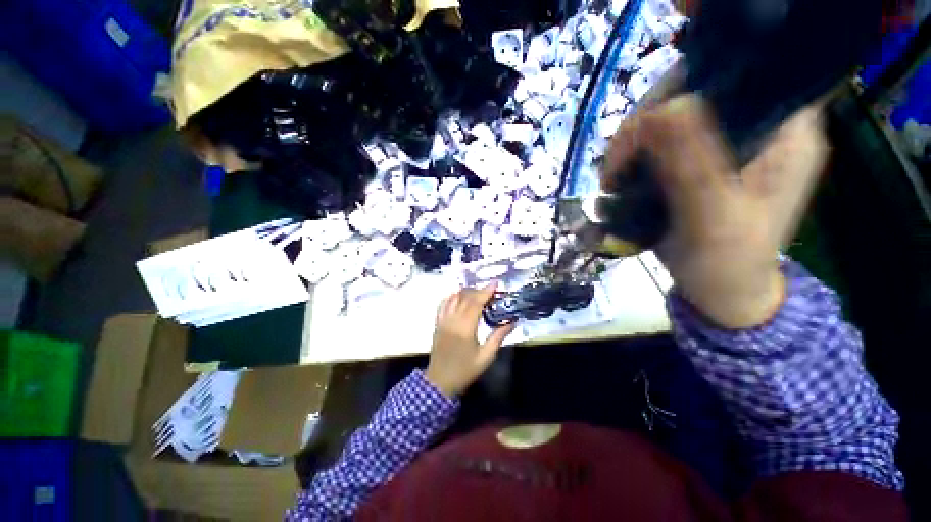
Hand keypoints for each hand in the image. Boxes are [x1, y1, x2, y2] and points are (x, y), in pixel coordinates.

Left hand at [425, 282, 515, 396]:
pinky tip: (458, 296)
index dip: (486, 291)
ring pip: (454, 298)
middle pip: (465, 297)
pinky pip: (443, 304)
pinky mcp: (438, 323)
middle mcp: (453, 320)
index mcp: (465, 328)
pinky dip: (452, 296)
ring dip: (466, 291)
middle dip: (479, 290)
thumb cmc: (465, 370)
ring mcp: (443, 320)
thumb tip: (512, 322)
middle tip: (491, 291)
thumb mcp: (486, 357)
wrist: (440, 382)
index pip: (476, 303)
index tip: (495, 283)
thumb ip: (498, 337)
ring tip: (477, 293)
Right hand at [602, 95, 829, 328]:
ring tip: (614, 179)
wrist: (722, 292)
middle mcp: (760, 126)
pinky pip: (661, 142)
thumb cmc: (728, 263)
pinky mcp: (701, 161)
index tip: (641, 130)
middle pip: (694, 93)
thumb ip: (693, 165)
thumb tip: (661, 110)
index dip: (681, 88)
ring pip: (671, 118)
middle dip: (646, 125)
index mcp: (785, 130)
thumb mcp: (713, 217)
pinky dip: (635, 156)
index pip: (736, 74)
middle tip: (616, 165)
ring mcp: (727, 143)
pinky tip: (621, 178)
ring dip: (634, 144)